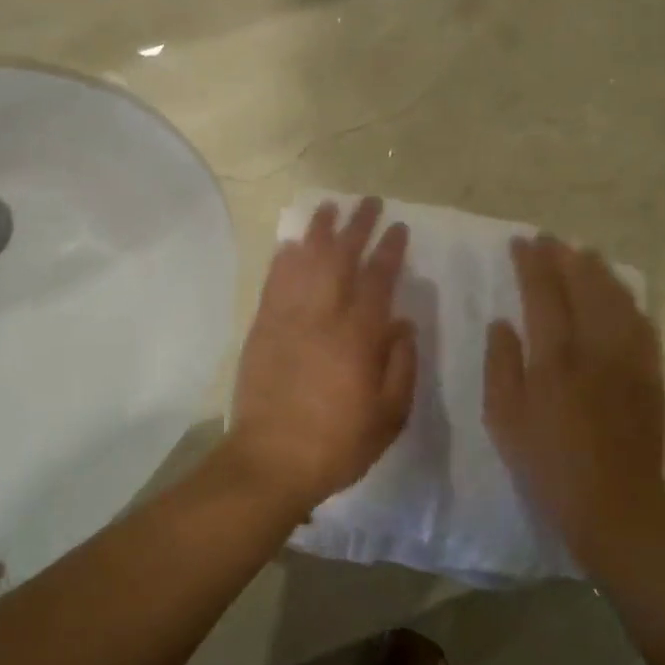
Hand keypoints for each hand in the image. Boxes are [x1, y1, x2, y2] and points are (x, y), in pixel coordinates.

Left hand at [229, 197, 417, 512]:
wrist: (271, 462)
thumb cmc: (338, 443)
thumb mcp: (390, 415)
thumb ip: (401, 364)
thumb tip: (402, 322)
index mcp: (359, 337)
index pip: (378, 279)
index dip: (389, 249)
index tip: (398, 226)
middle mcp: (323, 317)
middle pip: (340, 258)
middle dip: (356, 226)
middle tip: (368, 202)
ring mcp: (287, 319)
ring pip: (304, 261)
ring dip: (318, 231)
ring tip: (328, 207)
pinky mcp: (262, 328)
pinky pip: (274, 282)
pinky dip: (284, 258)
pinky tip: (291, 243)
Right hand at [484, 235, 664, 570]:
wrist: (615, 503)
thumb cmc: (549, 463)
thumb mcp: (504, 418)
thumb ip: (501, 365)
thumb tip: (501, 322)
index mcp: (555, 356)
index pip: (543, 293)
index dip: (531, 263)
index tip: (521, 241)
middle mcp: (595, 346)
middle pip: (583, 286)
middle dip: (564, 257)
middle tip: (550, 240)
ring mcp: (629, 358)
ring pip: (616, 298)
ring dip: (598, 271)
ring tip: (584, 254)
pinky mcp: (650, 374)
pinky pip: (642, 323)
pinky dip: (628, 300)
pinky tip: (620, 295)